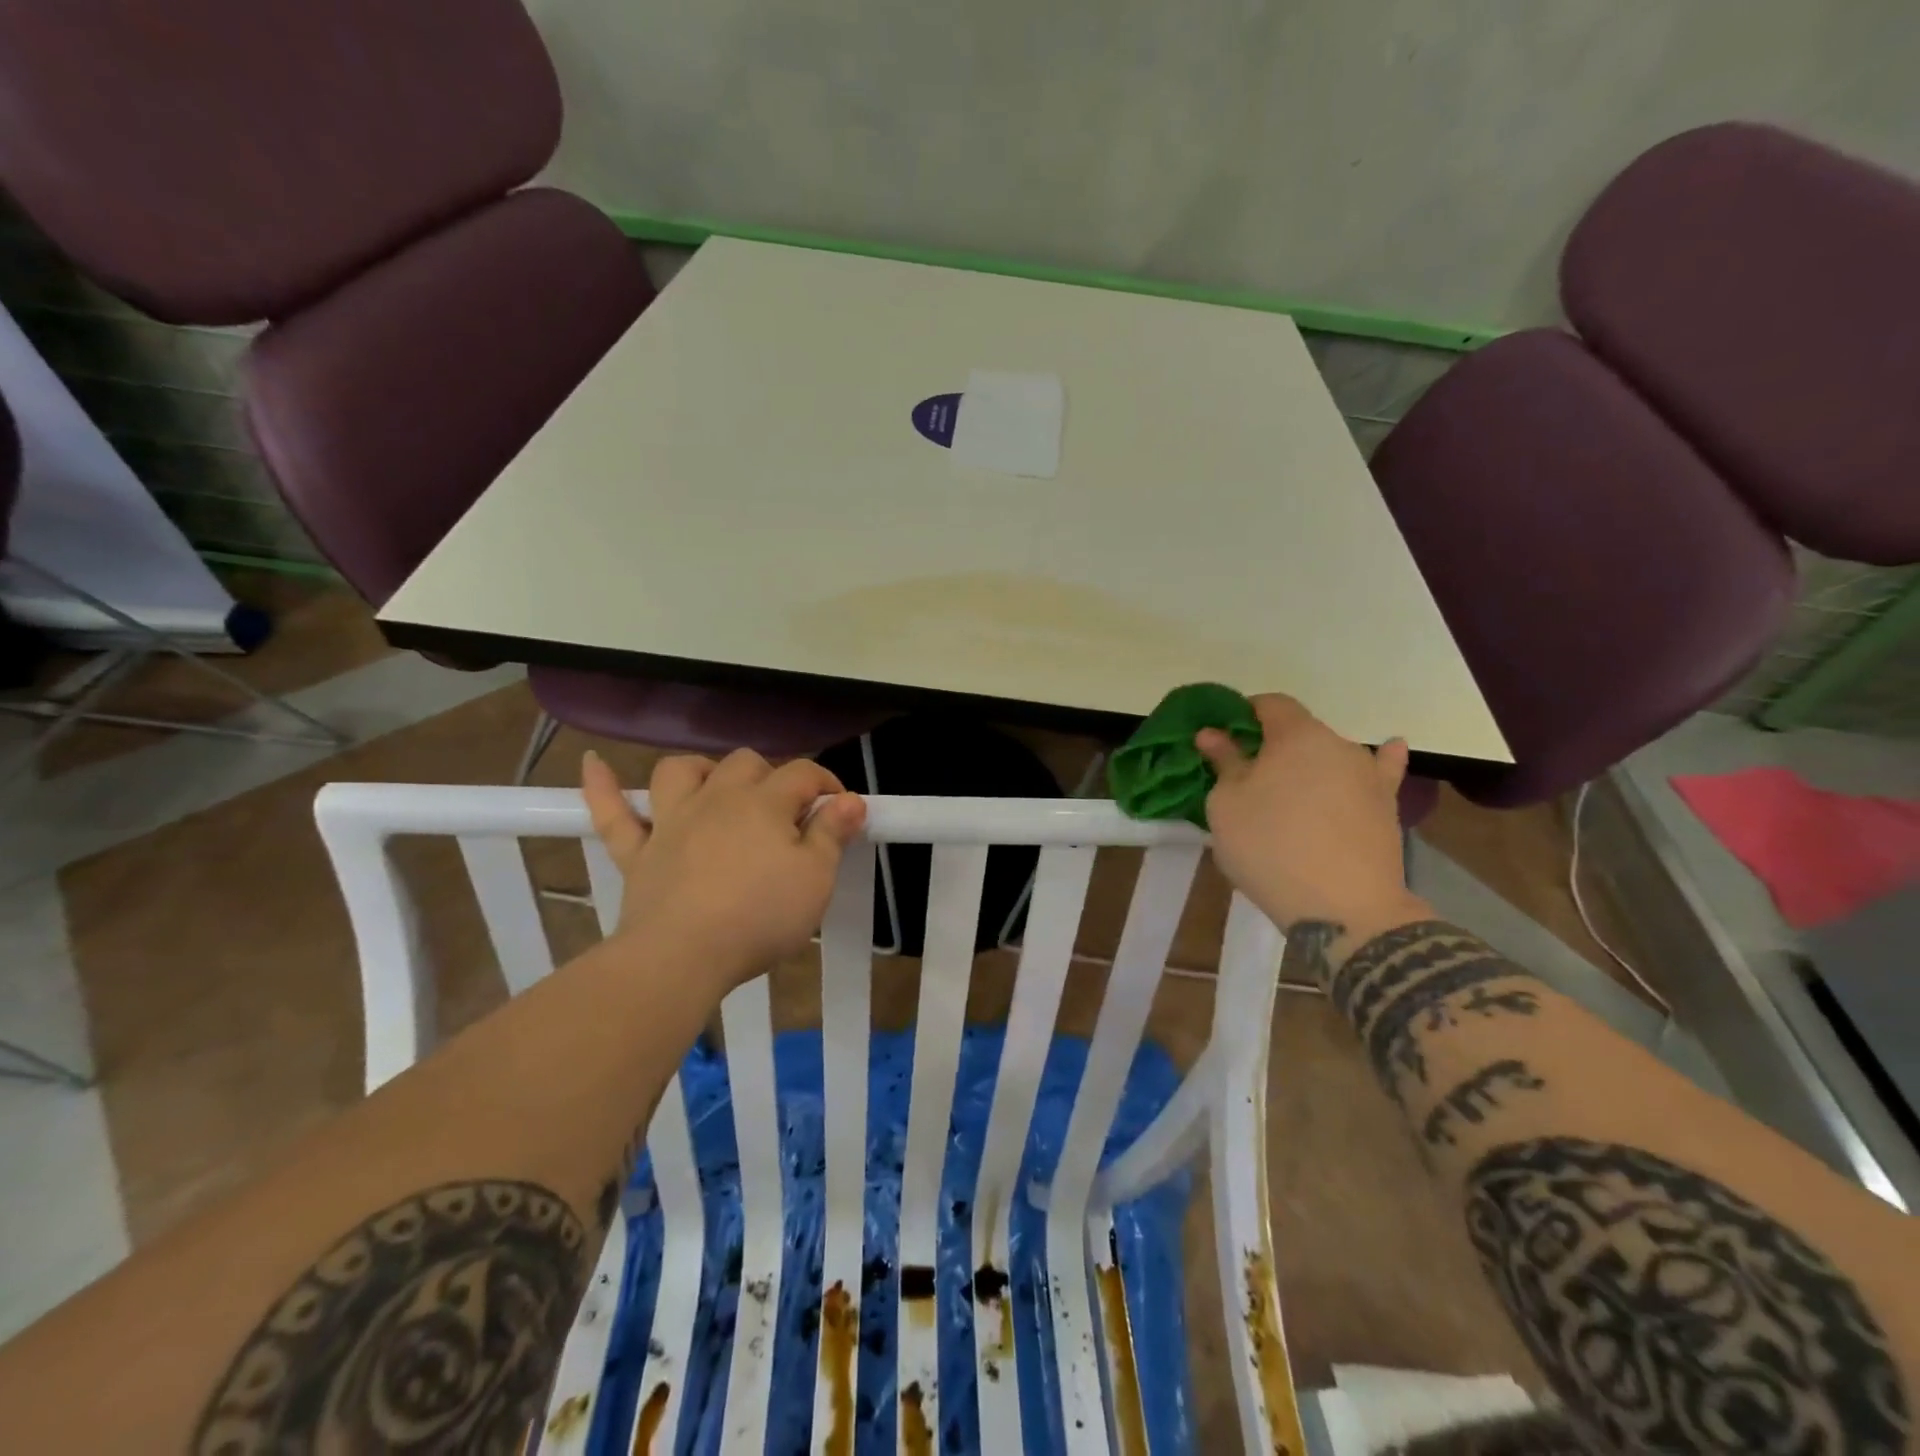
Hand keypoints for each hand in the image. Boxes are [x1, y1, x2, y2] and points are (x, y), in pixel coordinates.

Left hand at [580, 748, 866, 989]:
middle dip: (771, 777)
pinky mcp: (637, 852)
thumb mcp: (815, 879)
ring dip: (700, 770)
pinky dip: (602, 786)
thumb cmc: (759, 917)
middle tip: (786, 814)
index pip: (803, 773)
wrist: (682, 957)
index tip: (840, 809)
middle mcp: (717, 799)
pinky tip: (593, 764)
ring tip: (716, 788)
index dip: (826, 783)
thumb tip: (850, 800)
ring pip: (680, 772)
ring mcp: (671, 822)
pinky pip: (612, 812)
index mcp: (764, 804)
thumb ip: (832, 833)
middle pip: (745, 763)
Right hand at [1197, 695, 1426, 934]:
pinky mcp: (1388, 805)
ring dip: (1309, 764)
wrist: (1344, 908)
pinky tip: (1389, 750)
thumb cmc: (1270, 846)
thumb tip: (1213, 734)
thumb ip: (1223, 762)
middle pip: (1299, 731)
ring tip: (1292, 789)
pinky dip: (1380, 761)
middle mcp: (1338, 743)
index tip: (1222, 740)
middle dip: (1271, 746)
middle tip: (1246, 778)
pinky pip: (1382, 772)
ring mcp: (1368, 774)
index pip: (1269, 704)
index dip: (1242, 715)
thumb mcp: (1227, 804)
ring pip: (1330, 755)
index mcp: (1295, 734)